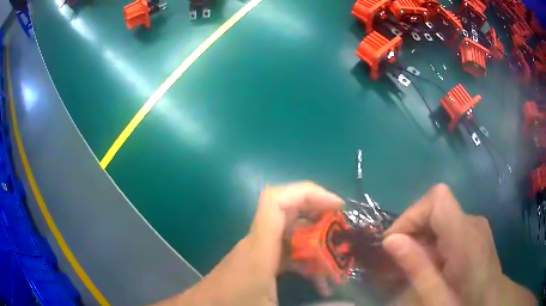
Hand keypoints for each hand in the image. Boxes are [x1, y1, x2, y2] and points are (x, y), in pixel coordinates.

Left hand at [156, 182, 342, 305]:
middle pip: (289, 211)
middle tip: (344, 238)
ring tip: (335, 268)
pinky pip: (284, 251)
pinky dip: (304, 260)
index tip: (337, 206)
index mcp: (260, 249)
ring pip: (290, 233)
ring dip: (315, 245)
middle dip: (321, 218)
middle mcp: (258, 243)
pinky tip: (317, 281)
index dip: (308, 193)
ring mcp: (257, 252)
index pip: (277, 201)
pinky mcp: (257, 262)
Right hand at [383, 184, 535, 305]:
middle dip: (412, 228)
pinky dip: (434, 238)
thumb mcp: (437, 298)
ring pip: (442, 215)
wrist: (491, 302)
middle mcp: (473, 222)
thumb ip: (417, 268)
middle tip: (398, 259)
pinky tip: (432, 262)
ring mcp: (477, 225)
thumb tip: (390, 240)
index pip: (438, 198)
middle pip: (437, 205)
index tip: (394, 242)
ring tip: (413, 264)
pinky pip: (450, 224)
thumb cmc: (465, 304)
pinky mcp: (476, 230)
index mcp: (466, 237)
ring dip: (422, 235)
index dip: (412, 213)